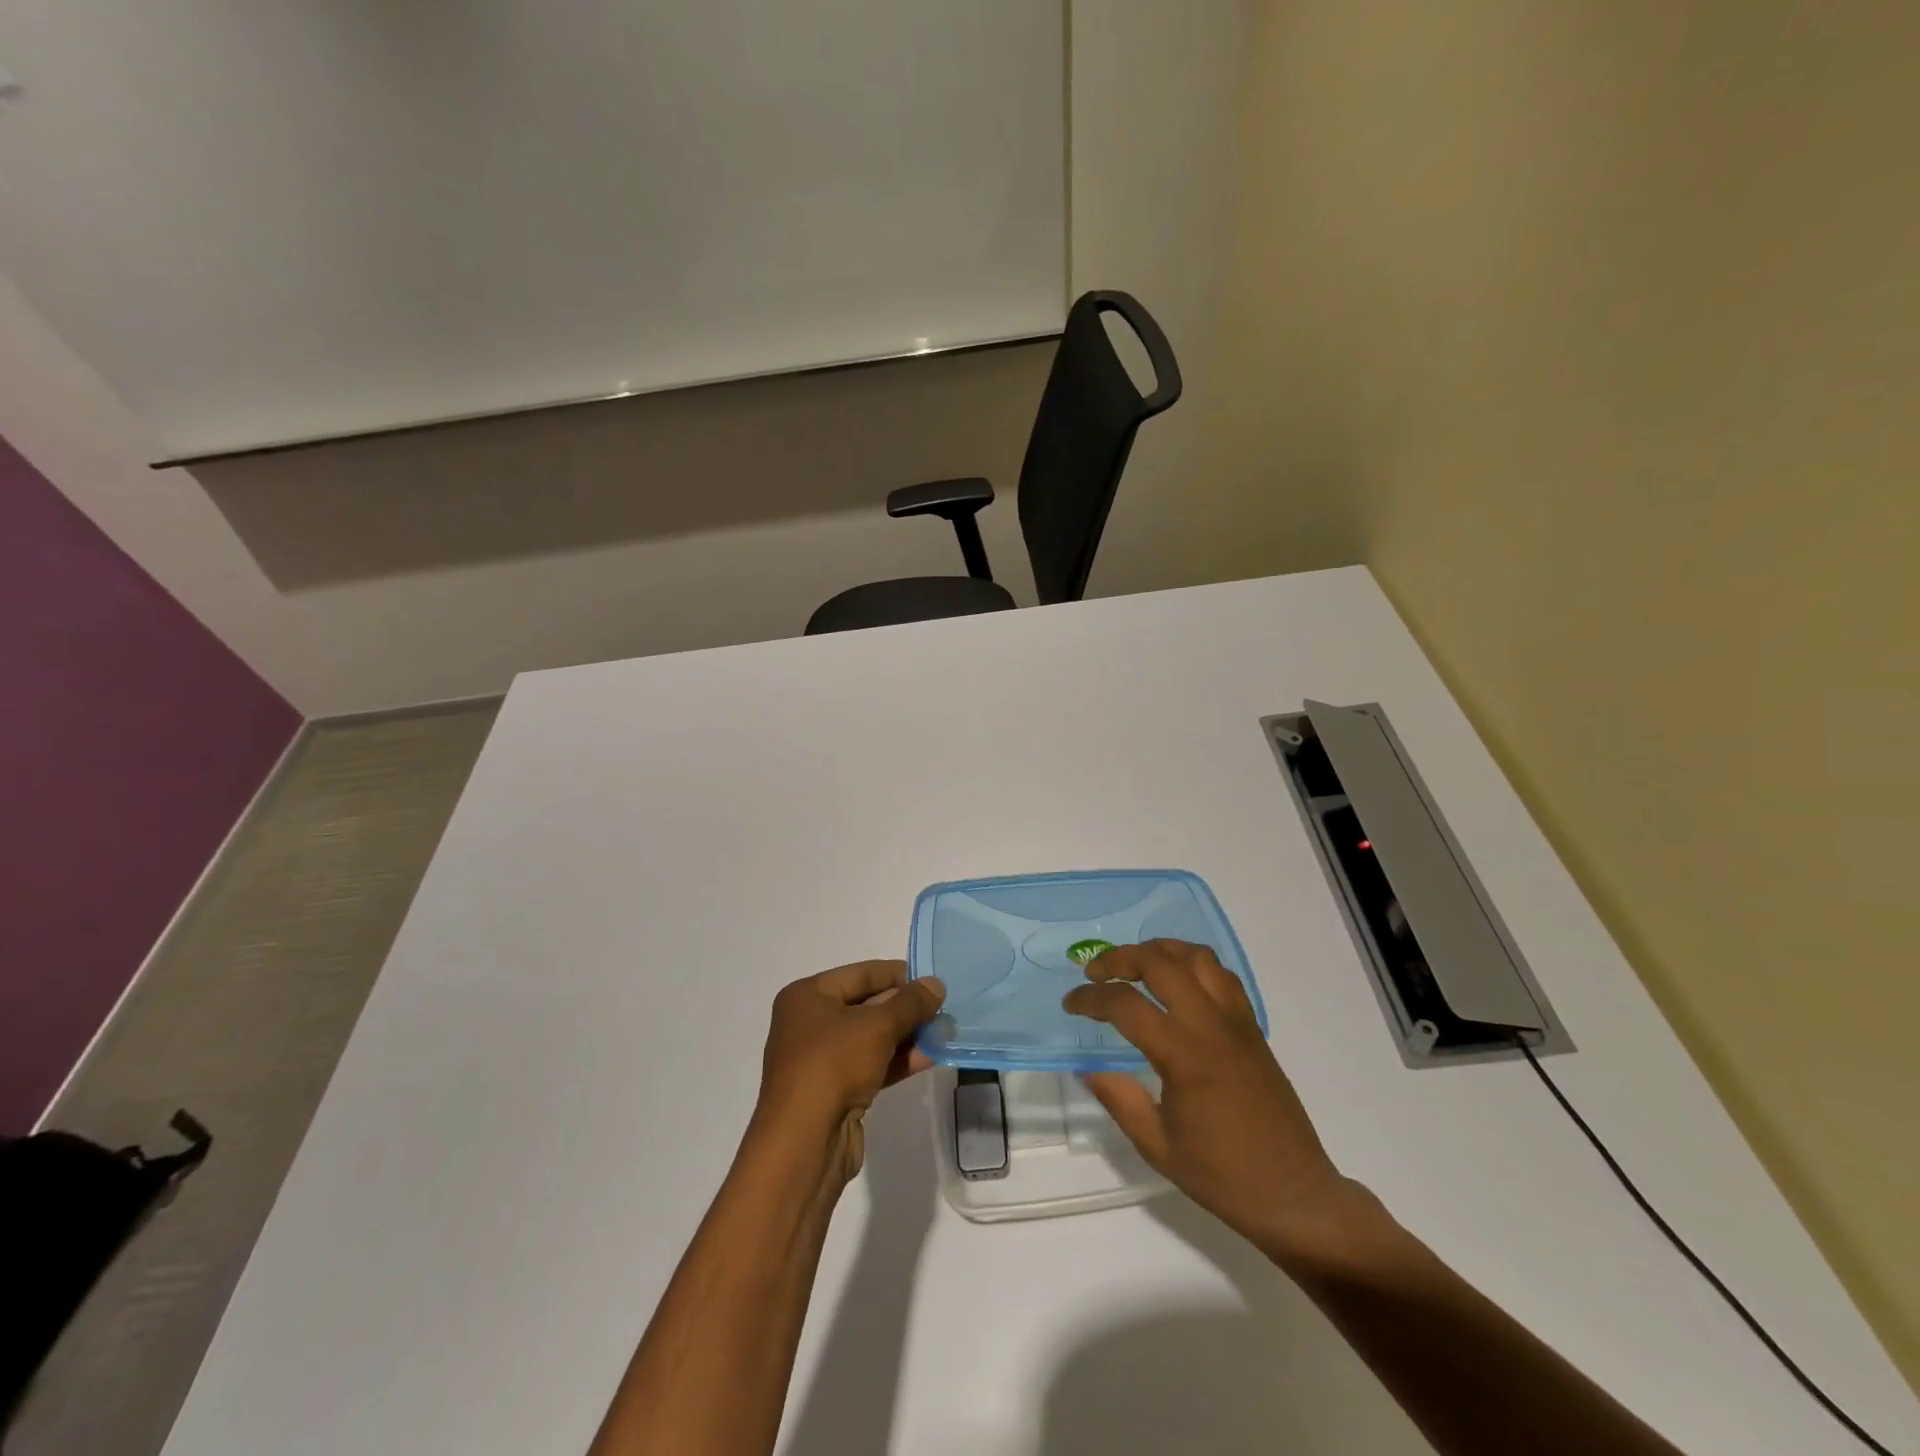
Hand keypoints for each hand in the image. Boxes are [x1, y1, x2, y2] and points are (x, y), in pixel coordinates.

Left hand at [755, 960, 945, 1187]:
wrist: (803, 1144)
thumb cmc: (833, 1065)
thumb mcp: (877, 1026)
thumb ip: (910, 1003)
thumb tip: (936, 984)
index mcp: (807, 996)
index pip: (860, 974)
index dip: (897, 974)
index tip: (931, 979)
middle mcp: (809, 1023)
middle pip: (866, 1006)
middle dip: (905, 1008)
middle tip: (942, 1008)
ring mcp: (821, 1060)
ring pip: (871, 1038)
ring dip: (906, 1035)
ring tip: (943, 1032)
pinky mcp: (834, 1091)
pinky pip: (870, 1065)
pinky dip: (897, 1060)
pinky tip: (929, 1058)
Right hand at [1064, 940, 1377, 1268]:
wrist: (1293, 1194)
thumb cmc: (1221, 1175)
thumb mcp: (1157, 1145)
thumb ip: (1118, 1098)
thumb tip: (1084, 1066)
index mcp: (1184, 1055)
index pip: (1126, 1005)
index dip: (1090, 998)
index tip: (1070, 1004)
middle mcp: (1210, 1025)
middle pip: (1160, 962)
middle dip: (1119, 958)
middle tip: (1095, 973)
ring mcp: (1236, 1021)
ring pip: (1196, 957)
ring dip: (1159, 951)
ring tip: (1135, 965)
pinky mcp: (1252, 1026)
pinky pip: (1222, 975)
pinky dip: (1193, 964)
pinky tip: (1177, 981)